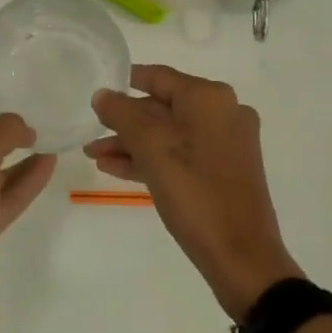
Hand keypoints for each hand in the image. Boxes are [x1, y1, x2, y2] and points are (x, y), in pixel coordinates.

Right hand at [87, 65, 302, 320]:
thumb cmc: (194, 192)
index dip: (125, 81)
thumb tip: (103, 94)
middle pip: (163, 106)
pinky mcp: (225, 171)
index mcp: (210, 97)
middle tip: (90, 132)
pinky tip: (117, 170)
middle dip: (124, 121)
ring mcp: (227, 143)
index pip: (158, 76)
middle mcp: (223, 112)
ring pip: (170, 134)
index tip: (96, 88)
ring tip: (95, 156)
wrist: (241, 256)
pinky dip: (151, 159)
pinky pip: (181, 155)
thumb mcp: (151, 147)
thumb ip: (122, 114)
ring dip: (132, 143)